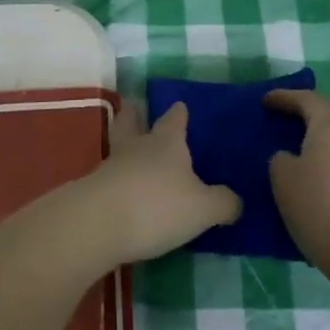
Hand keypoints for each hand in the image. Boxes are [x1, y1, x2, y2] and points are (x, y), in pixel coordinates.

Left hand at [77, 101, 241, 266]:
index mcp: (167, 142)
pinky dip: (116, 177)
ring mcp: (112, 166)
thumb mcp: (203, 209)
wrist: (100, 224)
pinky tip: (124, 188)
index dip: (179, 112)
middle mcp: (138, 146)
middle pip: (133, 120)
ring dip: (124, 145)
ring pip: (118, 145)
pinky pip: (109, 176)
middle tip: (137, 107)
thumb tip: (236, 201)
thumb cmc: (158, 205)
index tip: (180, 106)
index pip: (174, 118)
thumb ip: (223, 203)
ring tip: (132, 151)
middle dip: (136, 113)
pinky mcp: (94, 189)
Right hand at [266, 88, 329, 281]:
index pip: (310, 100)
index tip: (267, 101)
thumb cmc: (318, 207)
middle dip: (325, 108)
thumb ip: (282, 160)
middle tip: (303, 116)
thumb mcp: (283, 180)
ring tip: (306, 153)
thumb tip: (290, 158)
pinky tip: (318, 180)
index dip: (287, 97)